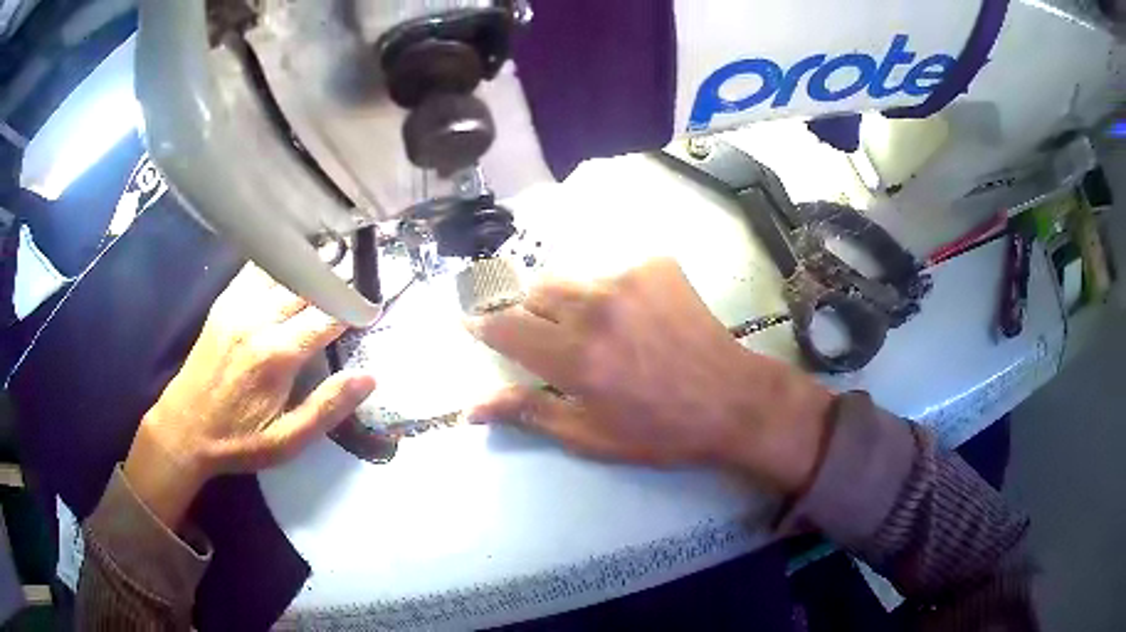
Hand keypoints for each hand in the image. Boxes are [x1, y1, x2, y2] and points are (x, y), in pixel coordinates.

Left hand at [124, 265, 374, 527]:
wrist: (184, 428)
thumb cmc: (238, 440)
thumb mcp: (288, 441)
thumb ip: (328, 408)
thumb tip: (369, 377)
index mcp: (277, 354)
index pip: (329, 315)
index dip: (357, 308)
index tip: (376, 309)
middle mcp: (258, 319)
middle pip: (308, 283)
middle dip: (337, 281)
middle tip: (357, 284)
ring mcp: (238, 305)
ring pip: (284, 269)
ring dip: (311, 266)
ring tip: (332, 267)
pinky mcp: (225, 302)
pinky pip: (258, 269)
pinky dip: (280, 263)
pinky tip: (292, 266)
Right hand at [467, 258, 833, 494]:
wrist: (731, 400)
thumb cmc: (659, 430)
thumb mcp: (590, 435)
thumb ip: (529, 413)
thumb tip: (472, 407)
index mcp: (574, 357)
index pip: (505, 326)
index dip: (483, 323)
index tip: (474, 323)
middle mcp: (594, 308)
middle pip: (534, 290)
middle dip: (532, 312)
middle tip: (553, 338)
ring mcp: (627, 280)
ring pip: (573, 278)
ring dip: (571, 301)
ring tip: (600, 329)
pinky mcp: (656, 266)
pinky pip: (614, 272)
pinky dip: (613, 293)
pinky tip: (639, 318)